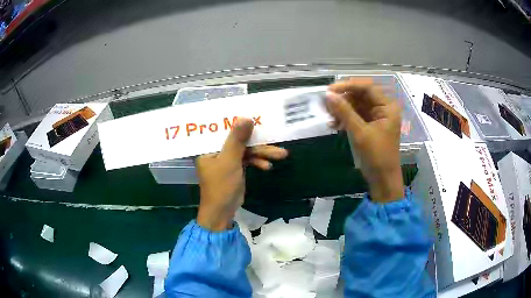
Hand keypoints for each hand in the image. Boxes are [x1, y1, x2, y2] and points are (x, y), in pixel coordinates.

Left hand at [196, 118, 287, 230]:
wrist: (222, 212)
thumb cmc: (221, 185)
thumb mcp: (230, 160)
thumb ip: (237, 139)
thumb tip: (246, 117)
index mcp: (209, 146)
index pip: (224, 129)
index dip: (240, 123)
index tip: (258, 117)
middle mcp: (216, 150)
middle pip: (239, 141)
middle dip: (259, 144)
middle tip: (277, 143)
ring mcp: (226, 159)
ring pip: (246, 150)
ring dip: (262, 153)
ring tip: (281, 155)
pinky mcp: (234, 167)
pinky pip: (247, 160)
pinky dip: (257, 162)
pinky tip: (268, 167)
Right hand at [326, 78, 403, 202]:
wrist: (382, 179)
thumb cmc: (376, 156)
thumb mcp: (360, 132)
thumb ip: (344, 112)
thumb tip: (327, 95)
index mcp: (387, 106)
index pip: (367, 87)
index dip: (348, 85)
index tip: (329, 90)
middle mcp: (383, 108)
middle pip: (361, 95)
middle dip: (343, 99)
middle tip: (326, 105)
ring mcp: (376, 116)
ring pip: (356, 105)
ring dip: (342, 109)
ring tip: (329, 117)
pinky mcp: (370, 125)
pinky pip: (356, 115)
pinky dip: (345, 118)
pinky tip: (335, 124)